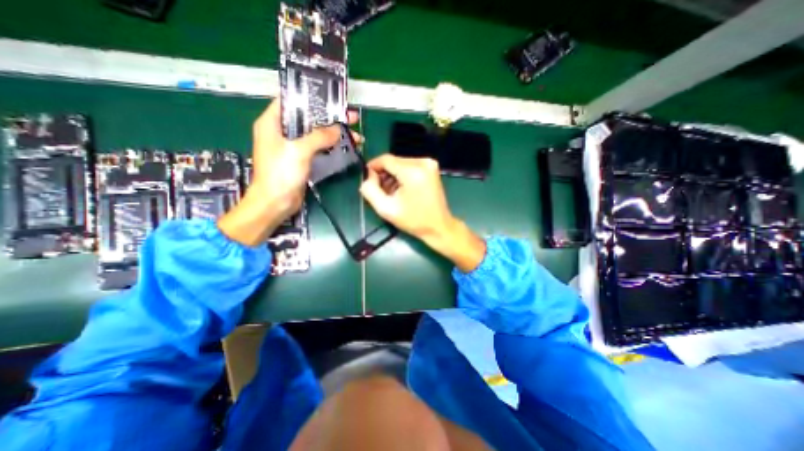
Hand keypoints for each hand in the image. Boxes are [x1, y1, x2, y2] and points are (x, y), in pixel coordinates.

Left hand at [218, 99, 358, 245]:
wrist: (276, 203)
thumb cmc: (280, 174)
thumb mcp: (298, 151)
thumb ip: (319, 137)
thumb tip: (338, 129)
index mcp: (272, 123)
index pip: (290, 100)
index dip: (310, 97)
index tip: (330, 97)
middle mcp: (281, 132)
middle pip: (307, 118)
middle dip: (329, 117)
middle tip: (350, 117)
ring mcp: (292, 146)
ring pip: (315, 134)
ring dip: (333, 133)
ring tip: (354, 134)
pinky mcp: (301, 159)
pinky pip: (318, 147)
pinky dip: (331, 145)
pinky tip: (345, 145)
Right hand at [362, 156, 486, 270]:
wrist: (438, 226)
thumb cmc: (413, 220)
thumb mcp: (386, 209)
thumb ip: (370, 190)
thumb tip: (368, 176)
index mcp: (413, 171)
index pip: (385, 159)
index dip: (373, 167)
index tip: (368, 179)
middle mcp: (423, 162)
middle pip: (394, 161)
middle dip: (384, 174)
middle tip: (380, 190)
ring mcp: (429, 164)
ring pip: (401, 164)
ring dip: (393, 176)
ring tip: (392, 193)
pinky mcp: (432, 168)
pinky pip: (410, 166)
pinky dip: (403, 176)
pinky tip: (402, 189)